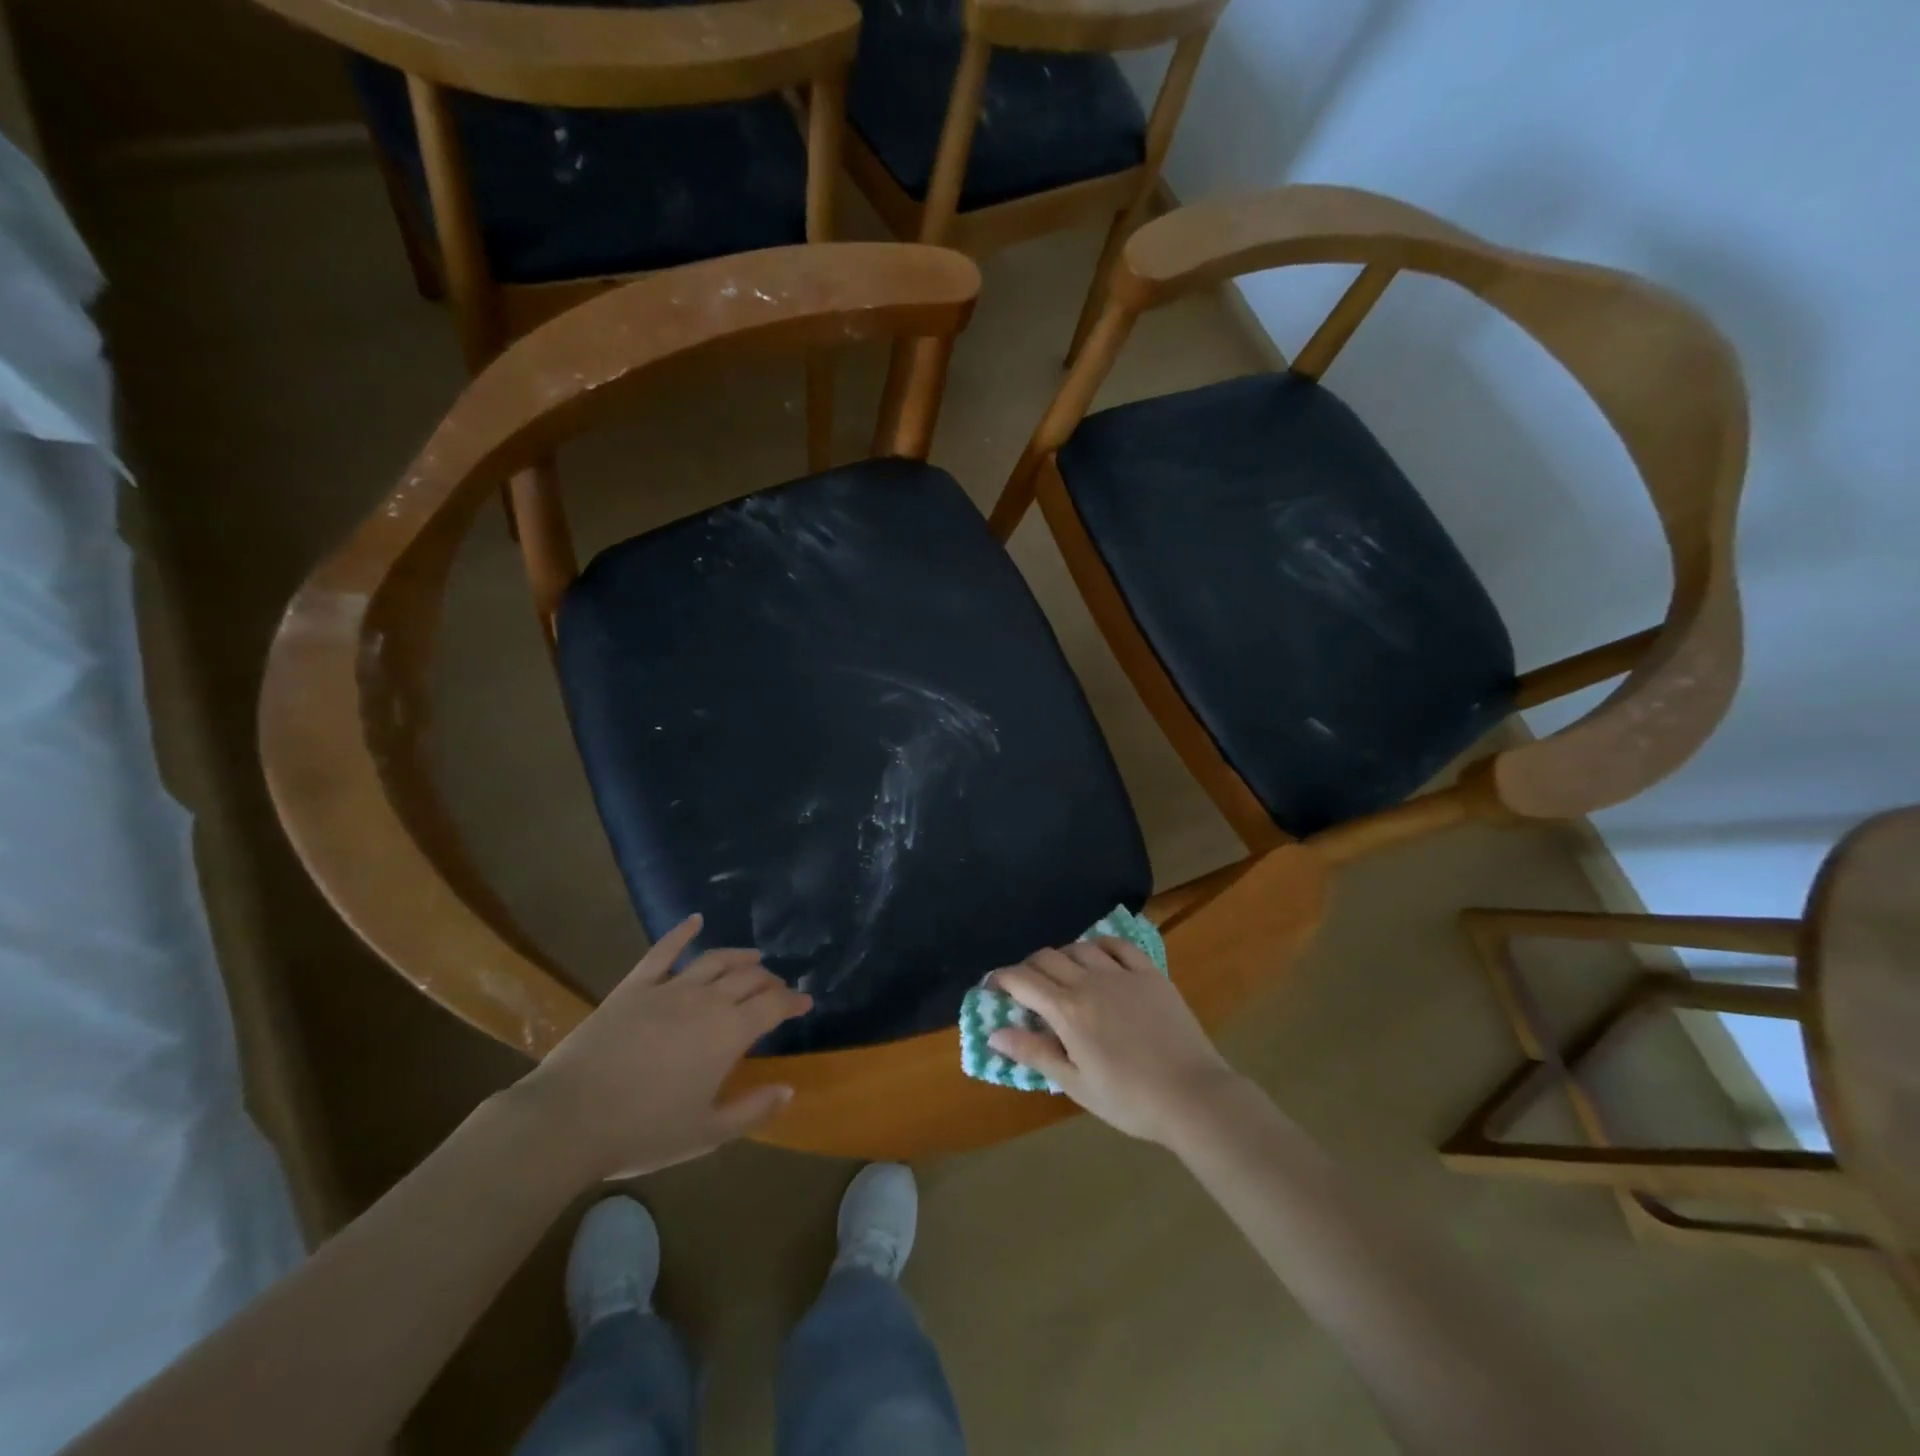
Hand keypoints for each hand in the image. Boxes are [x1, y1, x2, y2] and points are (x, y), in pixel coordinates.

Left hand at [515, 915, 811, 1178]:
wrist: (569, 1119)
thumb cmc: (643, 1131)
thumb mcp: (706, 1133)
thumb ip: (753, 1110)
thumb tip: (789, 1090)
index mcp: (729, 1033)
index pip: (773, 1005)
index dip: (793, 1001)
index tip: (805, 1002)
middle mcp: (707, 1000)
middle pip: (748, 979)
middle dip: (770, 981)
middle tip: (778, 988)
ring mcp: (669, 988)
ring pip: (715, 960)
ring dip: (739, 957)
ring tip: (753, 958)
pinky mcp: (634, 986)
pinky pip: (663, 951)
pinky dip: (681, 932)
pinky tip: (694, 920)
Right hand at [988, 938, 1246, 1147]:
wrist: (1192, 1096)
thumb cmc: (1129, 1099)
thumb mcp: (1075, 1084)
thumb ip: (1034, 1053)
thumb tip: (994, 1033)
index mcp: (1067, 1011)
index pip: (1023, 980)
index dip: (1001, 978)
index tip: (992, 986)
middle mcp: (1089, 982)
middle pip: (1047, 957)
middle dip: (1027, 967)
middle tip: (1025, 988)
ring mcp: (1122, 973)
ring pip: (1079, 947)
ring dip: (1061, 956)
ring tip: (1061, 975)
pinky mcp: (1150, 973)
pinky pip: (1118, 945)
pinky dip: (1099, 946)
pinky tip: (1097, 957)